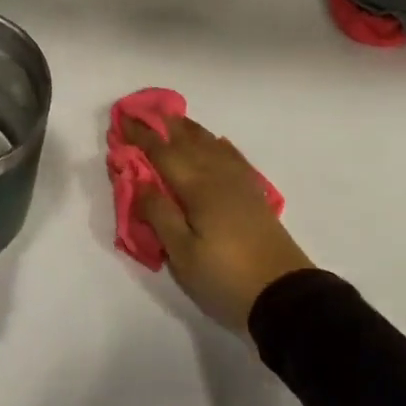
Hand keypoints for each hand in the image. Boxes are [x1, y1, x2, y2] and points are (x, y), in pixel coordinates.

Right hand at [121, 115, 313, 333]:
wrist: (283, 294)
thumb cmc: (225, 277)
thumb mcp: (182, 254)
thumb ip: (159, 214)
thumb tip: (139, 181)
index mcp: (198, 188)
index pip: (163, 153)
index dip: (141, 136)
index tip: (123, 120)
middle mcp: (219, 176)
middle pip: (188, 142)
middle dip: (164, 126)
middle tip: (145, 111)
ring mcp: (240, 184)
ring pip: (212, 145)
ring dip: (190, 130)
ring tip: (175, 119)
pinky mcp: (254, 195)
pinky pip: (233, 157)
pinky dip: (219, 145)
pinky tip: (217, 142)